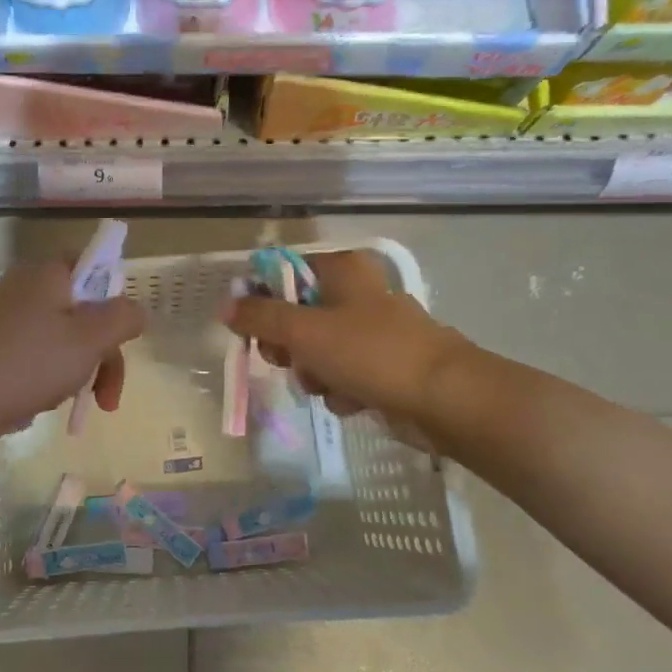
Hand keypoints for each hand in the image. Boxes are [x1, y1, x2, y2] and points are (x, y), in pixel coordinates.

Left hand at [0, 260, 145, 458]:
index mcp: (50, 273)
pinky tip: (47, 405)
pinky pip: (41, 357)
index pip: (95, 264)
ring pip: (67, 339)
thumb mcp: (88, 339)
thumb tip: (137, 310)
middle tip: (109, 396)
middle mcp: (29, 288)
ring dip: (83, 372)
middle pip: (86, 310)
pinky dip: (53, 379)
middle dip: (105, 354)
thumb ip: (122, 318)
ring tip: (79, 407)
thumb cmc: (27, 363)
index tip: (123, 335)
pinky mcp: (0, 349)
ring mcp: (12, 320)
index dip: (115, 297)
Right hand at [222, 251, 469, 435]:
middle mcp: (357, 293)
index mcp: (341, 270)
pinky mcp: (385, 365)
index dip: (262, 300)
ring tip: (327, 386)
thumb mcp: (304, 331)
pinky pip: (344, 374)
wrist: (445, 399)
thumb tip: (226, 305)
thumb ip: (260, 317)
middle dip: (289, 346)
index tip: (252, 328)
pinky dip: (341, 389)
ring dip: (314, 373)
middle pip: (297, 314)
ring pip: (318, 349)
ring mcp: (373, 331)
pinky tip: (354, 401)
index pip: (284, 273)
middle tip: (286, 360)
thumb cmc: (370, 353)